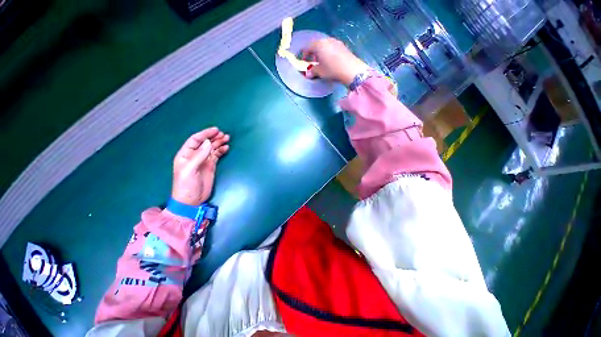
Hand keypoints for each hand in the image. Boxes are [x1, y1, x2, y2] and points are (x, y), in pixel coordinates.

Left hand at [172, 127, 229, 205]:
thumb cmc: (186, 185)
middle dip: (214, 137)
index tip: (216, 130)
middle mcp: (195, 155)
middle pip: (205, 143)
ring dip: (219, 143)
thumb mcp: (190, 170)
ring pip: (212, 148)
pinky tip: (226, 148)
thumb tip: (208, 143)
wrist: (191, 200)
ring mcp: (203, 161)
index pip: (195, 140)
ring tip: (227, 138)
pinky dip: (221, 151)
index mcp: (186, 154)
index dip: (205, 134)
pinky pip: (216, 155)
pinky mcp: (210, 166)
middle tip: (224, 135)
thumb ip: (199, 156)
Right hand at [302, 38, 369, 86]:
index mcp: (318, 45)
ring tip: (320, 62)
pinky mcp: (342, 46)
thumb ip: (312, 71)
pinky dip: (327, 53)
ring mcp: (335, 42)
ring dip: (320, 53)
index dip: (303, 54)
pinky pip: (331, 47)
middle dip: (312, 53)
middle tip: (311, 62)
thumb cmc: (332, 70)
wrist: (350, 69)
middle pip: (316, 45)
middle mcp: (326, 40)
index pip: (307, 47)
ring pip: (324, 46)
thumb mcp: (320, 72)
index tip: (302, 61)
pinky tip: (329, 61)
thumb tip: (308, 74)